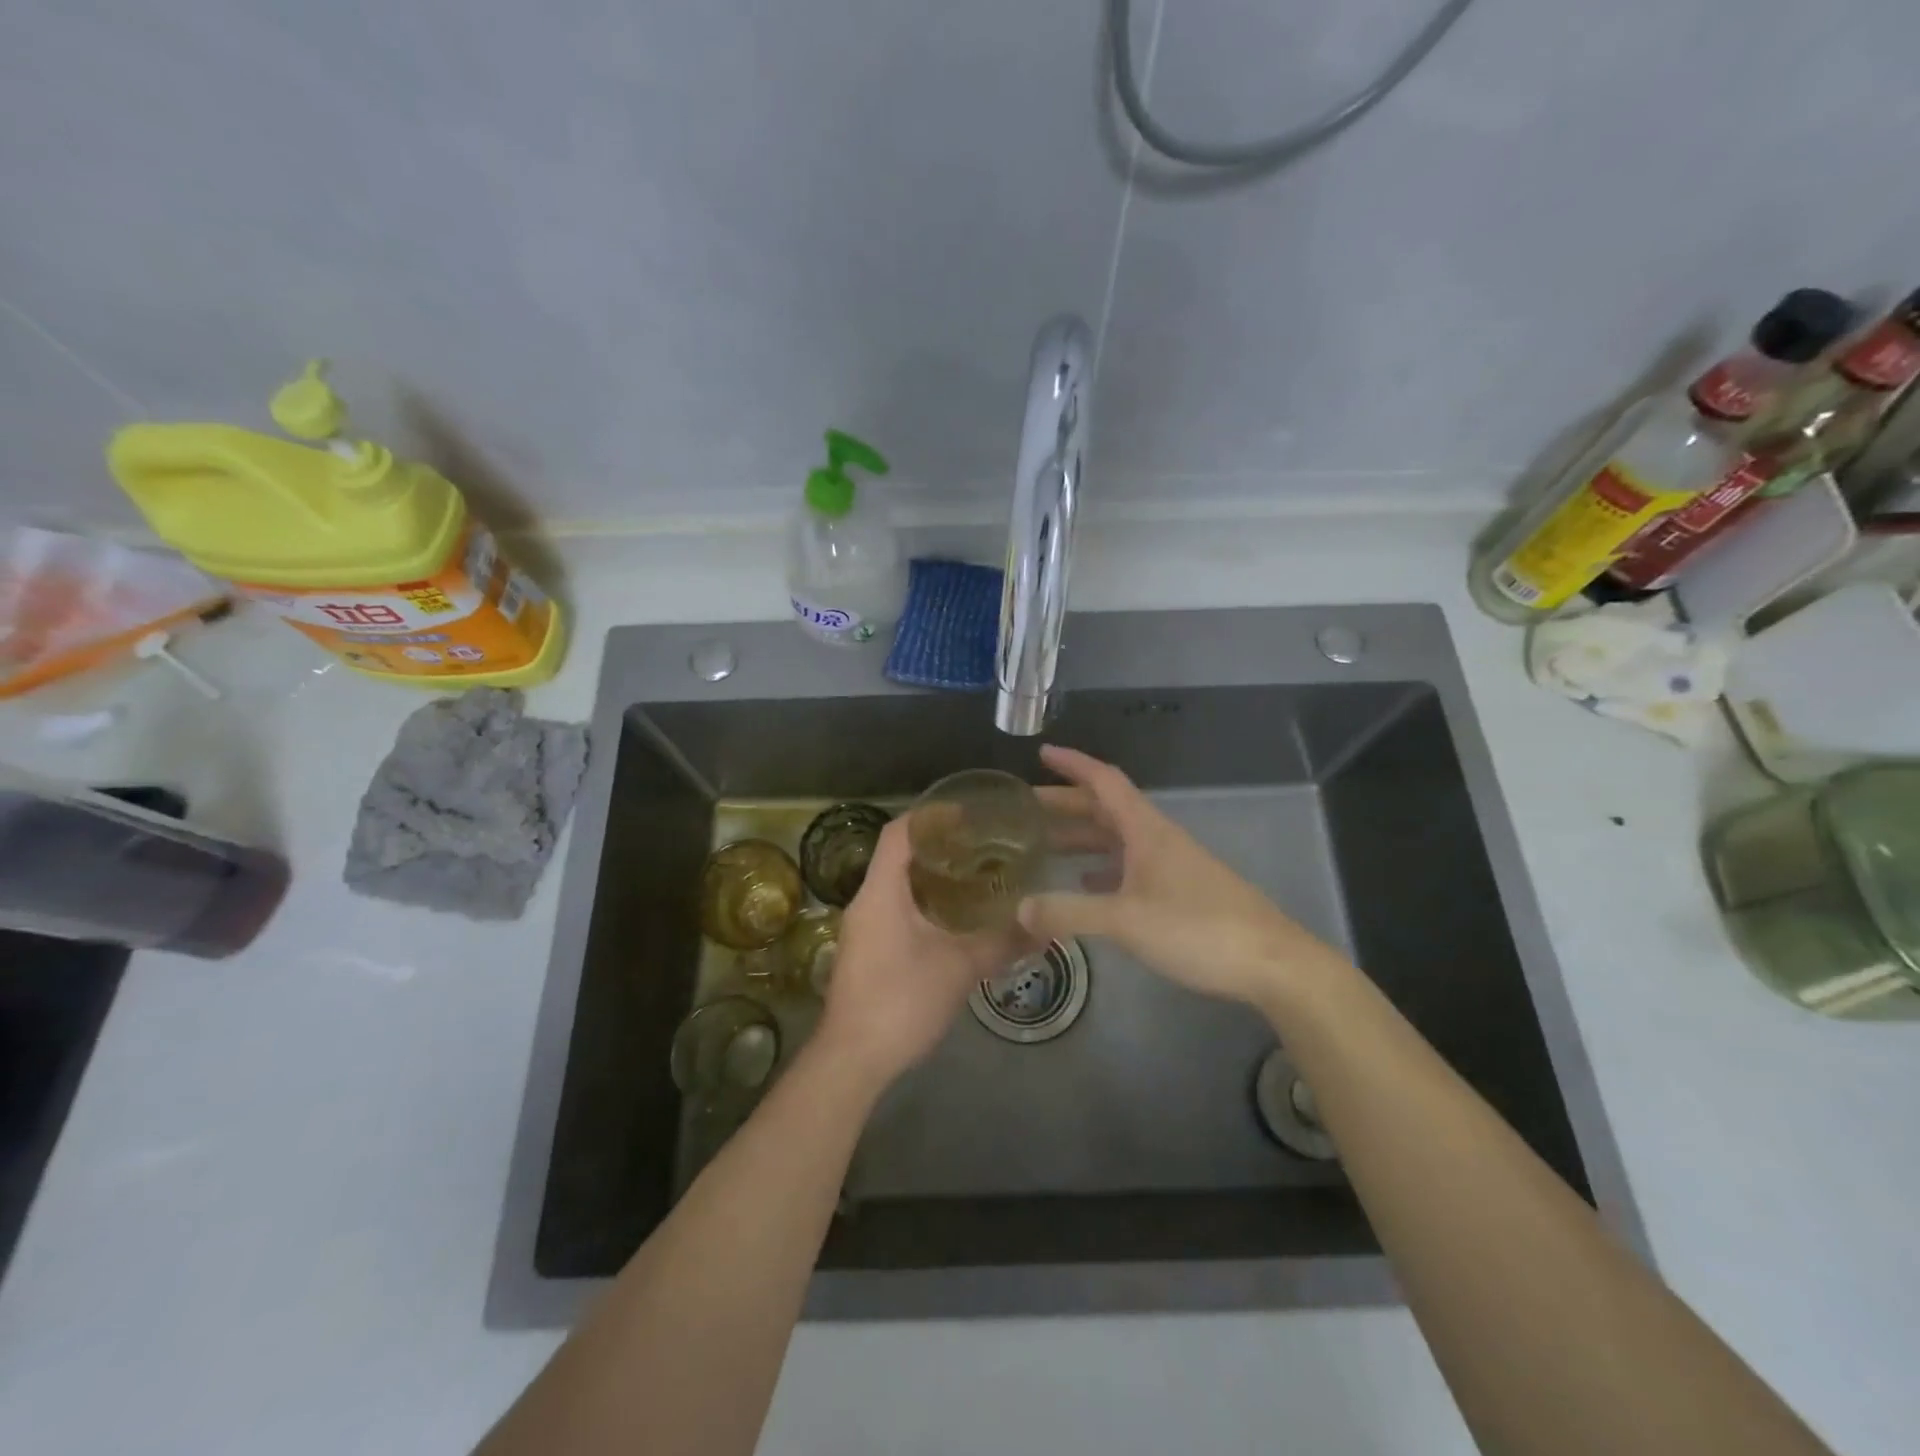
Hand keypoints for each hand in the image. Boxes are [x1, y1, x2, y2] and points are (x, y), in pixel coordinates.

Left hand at [814, 817, 1026, 1090]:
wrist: (852, 1059)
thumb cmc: (901, 1002)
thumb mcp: (959, 969)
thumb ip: (1001, 944)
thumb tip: (1044, 929)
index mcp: (881, 893)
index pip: (898, 833)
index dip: (930, 816)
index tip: (967, 813)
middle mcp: (866, 902)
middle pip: (898, 856)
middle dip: (937, 846)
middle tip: (981, 845)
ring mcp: (863, 928)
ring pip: (896, 885)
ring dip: (930, 877)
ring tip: (974, 877)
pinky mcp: (866, 951)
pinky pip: (894, 910)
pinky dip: (923, 903)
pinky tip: (954, 919)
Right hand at [1020, 745, 1339, 1008]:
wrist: (1271, 963)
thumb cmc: (1197, 928)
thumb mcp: (1126, 920)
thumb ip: (1070, 912)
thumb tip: (1018, 908)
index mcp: (1146, 830)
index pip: (1104, 781)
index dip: (1073, 764)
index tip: (1042, 753)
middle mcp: (1157, 839)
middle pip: (1106, 809)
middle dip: (1066, 804)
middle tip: (1026, 809)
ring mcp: (1170, 866)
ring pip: (1117, 840)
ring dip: (1082, 838)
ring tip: (1044, 845)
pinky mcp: (1179, 893)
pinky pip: (1129, 869)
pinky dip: (1102, 870)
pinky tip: (1084, 886)